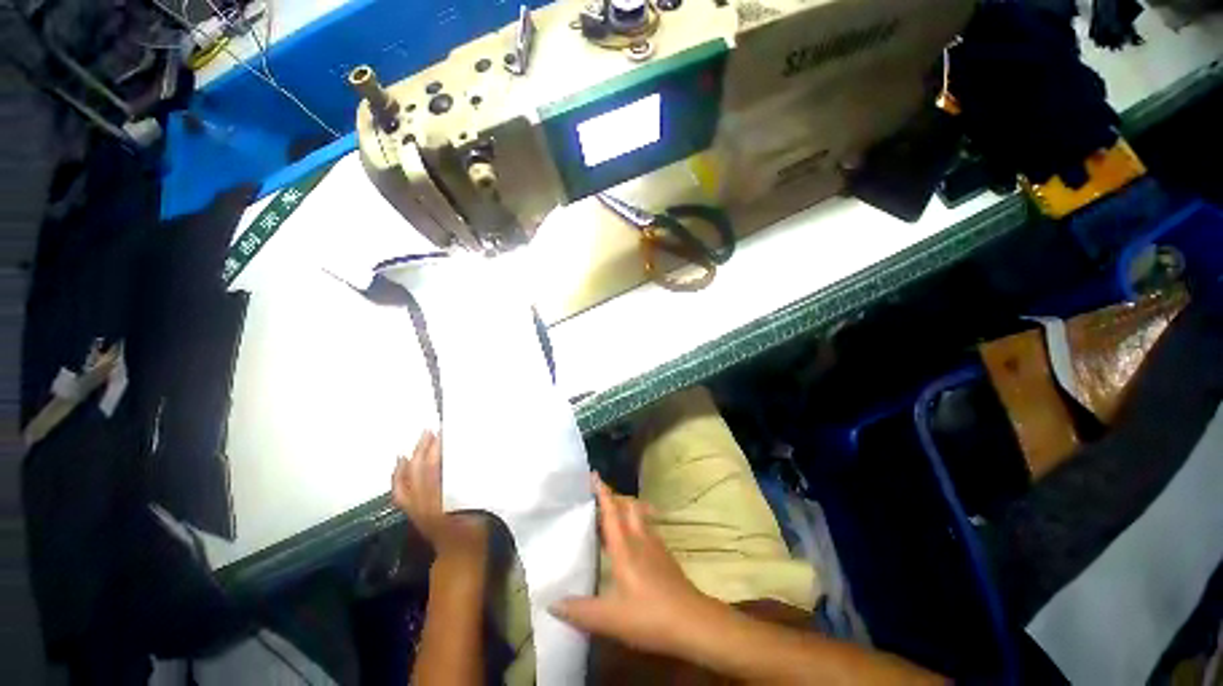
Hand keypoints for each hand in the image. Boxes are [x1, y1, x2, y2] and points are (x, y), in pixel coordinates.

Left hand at [392, 431, 488, 564]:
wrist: (460, 557)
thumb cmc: (477, 531)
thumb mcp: (482, 506)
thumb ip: (476, 486)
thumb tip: (477, 460)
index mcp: (441, 502)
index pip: (434, 470)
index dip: (437, 450)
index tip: (445, 432)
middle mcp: (423, 504)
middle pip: (418, 471)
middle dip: (424, 449)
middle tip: (433, 430)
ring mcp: (415, 509)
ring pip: (407, 478)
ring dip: (413, 457)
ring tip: (421, 441)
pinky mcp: (413, 512)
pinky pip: (400, 490)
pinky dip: (399, 475)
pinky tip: (402, 461)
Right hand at [550, 474, 721, 655]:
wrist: (692, 622)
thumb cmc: (649, 616)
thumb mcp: (610, 618)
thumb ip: (580, 610)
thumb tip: (551, 602)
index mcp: (624, 547)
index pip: (611, 512)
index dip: (602, 492)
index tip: (594, 474)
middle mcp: (640, 539)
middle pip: (628, 507)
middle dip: (614, 497)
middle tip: (598, 498)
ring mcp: (655, 545)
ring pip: (639, 515)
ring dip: (627, 509)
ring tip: (614, 514)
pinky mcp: (665, 555)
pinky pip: (648, 528)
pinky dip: (638, 523)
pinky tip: (635, 539)